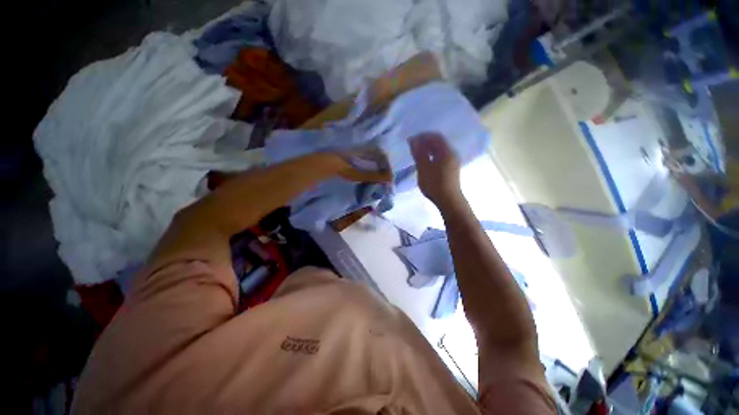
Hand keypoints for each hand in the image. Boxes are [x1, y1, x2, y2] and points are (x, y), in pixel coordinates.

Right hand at [410, 133, 463, 208]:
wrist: (449, 201)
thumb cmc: (435, 183)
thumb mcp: (424, 168)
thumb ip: (419, 153)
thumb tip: (413, 140)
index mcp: (446, 151)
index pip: (435, 136)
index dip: (423, 136)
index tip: (411, 140)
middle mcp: (452, 154)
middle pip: (438, 143)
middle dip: (425, 142)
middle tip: (413, 147)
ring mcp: (453, 162)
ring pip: (440, 151)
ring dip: (428, 150)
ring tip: (417, 155)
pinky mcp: (451, 170)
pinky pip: (441, 158)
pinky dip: (432, 156)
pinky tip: (425, 163)